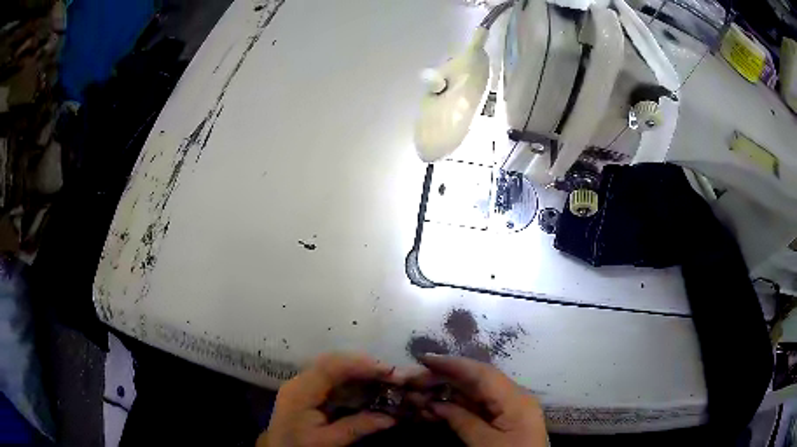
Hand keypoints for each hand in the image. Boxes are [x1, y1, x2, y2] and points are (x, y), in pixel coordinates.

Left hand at [258, 353, 397, 446]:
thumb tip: (390, 418)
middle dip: (364, 366)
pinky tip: (370, 389)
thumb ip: (356, 428)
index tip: (387, 370)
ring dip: (361, 373)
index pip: (330, 367)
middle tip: (392, 374)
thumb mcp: (327, 442)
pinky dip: (354, 383)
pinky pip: (334, 382)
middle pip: (333, 363)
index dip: (360, 364)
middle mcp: (300, 382)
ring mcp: (304, 386)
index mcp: (300, 391)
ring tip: (386, 379)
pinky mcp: (309, 393)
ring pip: (335, 371)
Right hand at [413, 355, 546, 446]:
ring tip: (419, 393)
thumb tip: (436, 404)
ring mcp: (509, 409)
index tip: (425, 359)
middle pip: (477, 380)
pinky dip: (457, 407)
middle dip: (446, 378)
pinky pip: (478, 407)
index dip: (453, 364)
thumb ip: (462, 421)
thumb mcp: (485, 445)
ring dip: (448, 393)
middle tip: (415, 378)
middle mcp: (514, 397)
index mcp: (516, 399)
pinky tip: (436, 408)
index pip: (482, 373)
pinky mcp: (504, 420)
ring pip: (475, 394)